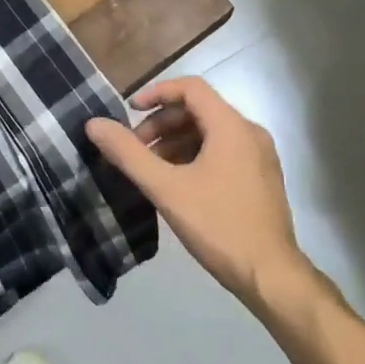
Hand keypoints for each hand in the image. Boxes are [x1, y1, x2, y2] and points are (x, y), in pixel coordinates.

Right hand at [85, 77, 308, 304]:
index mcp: (231, 126)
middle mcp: (250, 133)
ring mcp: (260, 156)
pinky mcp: (262, 178)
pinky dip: (196, 156)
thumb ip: (128, 154)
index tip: (129, 111)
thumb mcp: (166, 188)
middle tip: (136, 149)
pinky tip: (178, 183)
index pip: (191, 88)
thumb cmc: (217, 225)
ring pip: (211, 133)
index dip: (157, 93)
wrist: (270, 275)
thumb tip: (94, 124)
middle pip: (200, 110)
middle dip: (163, 123)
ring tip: (152, 169)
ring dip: (177, 141)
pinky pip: (224, 152)